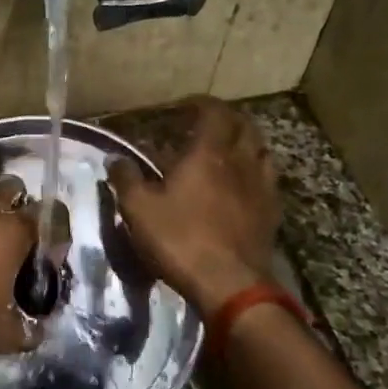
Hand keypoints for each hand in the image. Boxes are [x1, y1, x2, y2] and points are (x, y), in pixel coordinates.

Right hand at [109, 98, 279, 316]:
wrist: (230, 284)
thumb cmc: (180, 239)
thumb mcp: (139, 209)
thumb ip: (126, 179)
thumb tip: (115, 159)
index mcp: (208, 153)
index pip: (213, 112)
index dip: (200, 104)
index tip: (185, 107)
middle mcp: (240, 161)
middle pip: (244, 126)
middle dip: (226, 119)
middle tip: (207, 126)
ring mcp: (261, 187)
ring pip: (261, 151)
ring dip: (245, 144)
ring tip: (228, 152)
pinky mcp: (272, 212)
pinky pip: (268, 180)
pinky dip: (256, 173)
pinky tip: (244, 186)